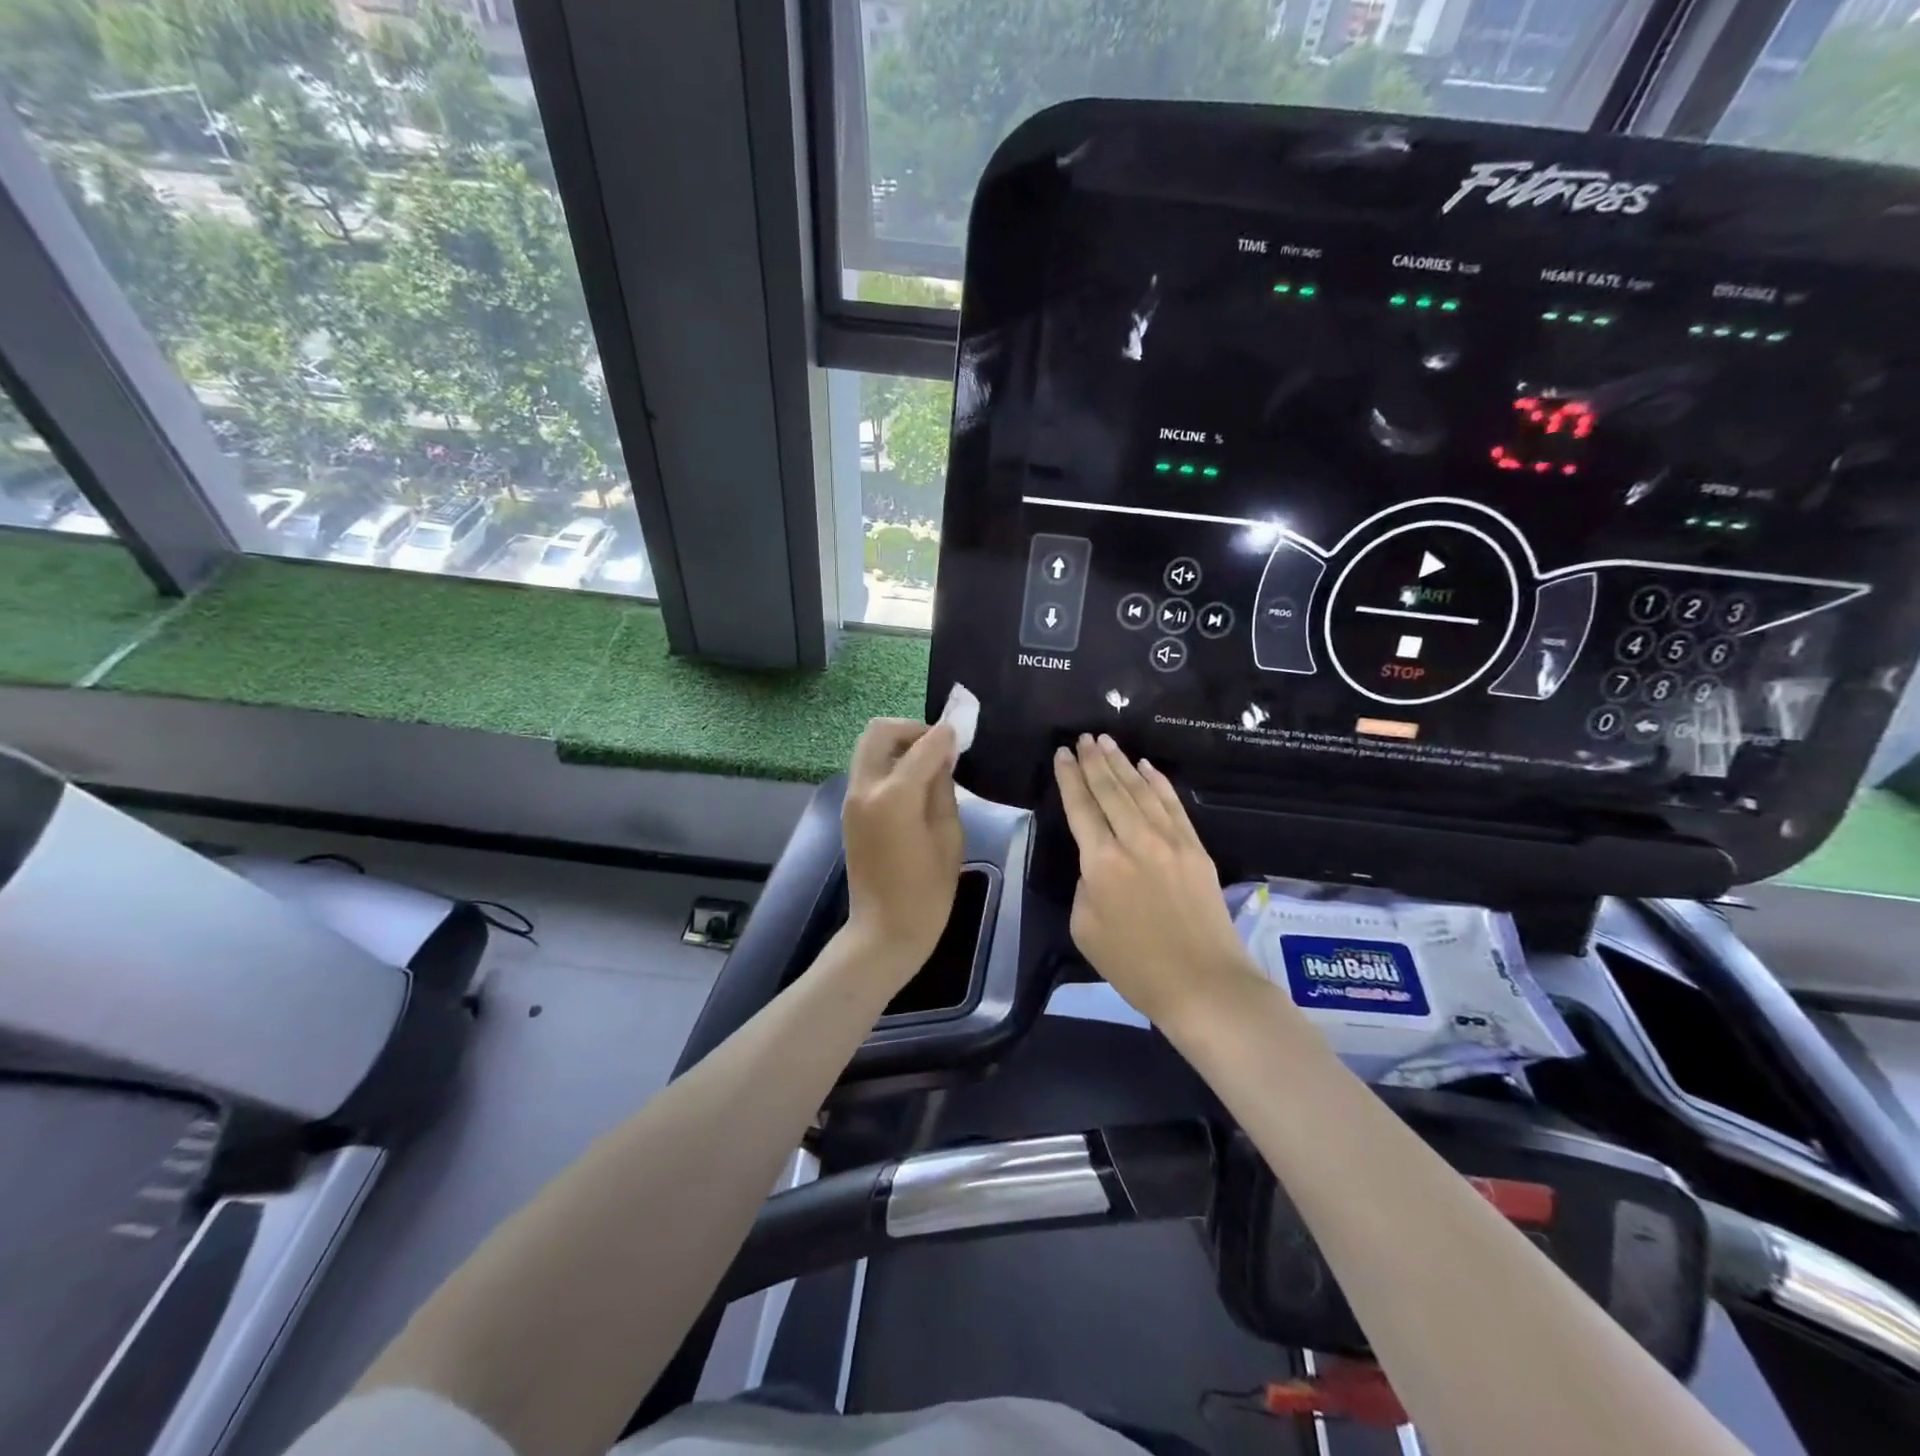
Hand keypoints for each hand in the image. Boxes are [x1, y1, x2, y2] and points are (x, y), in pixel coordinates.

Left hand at [842, 718, 963, 982]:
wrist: (884, 931)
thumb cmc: (927, 892)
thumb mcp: (949, 836)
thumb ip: (943, 789)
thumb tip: (942, 757)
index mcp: (894, 796)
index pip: (922, 746)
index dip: (945, 735)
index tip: (962, 733)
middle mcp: (865, 788)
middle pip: (879, 731)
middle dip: (911, 729)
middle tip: (938, 747)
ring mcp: (852, 799)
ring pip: (869, 747)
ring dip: (898, 745)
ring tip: (928, 765)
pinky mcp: (849, 810)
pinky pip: (868, 769)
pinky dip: (890, 763)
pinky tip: (914, 784)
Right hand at [1054, 734, 1258, 1025]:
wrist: (1203, 983)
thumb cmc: (1134, 965)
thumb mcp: (1085, 928)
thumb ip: (1085, 886)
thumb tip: (1098, 866)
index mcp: (1100, 862)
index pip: (1080, 807)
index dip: (1069, 778)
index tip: (1061, 754)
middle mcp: (1134, 840)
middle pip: (1110, 790)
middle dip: (1093, 760)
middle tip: (1083, 738)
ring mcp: (1170, 841)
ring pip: (1140, 790)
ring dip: (1121, 763)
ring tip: (1107, 742)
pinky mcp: (1196, 849)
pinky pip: (1173, 805)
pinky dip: (1157, 782)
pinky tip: (1146, 767)